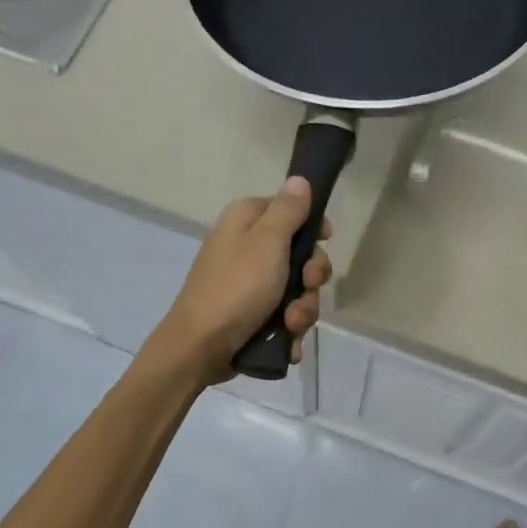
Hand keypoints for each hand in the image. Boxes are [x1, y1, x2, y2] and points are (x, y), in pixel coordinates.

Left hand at [150, 178, 333, 384]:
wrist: (200, 347)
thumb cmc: (237, 288)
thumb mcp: (268, 242)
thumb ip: (288, 210)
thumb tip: (299, 180)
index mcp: (245, 222)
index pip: (288, 210)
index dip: (311, 225)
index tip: (325, 240)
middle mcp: (245, 248)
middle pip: (298, 255)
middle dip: (310, 278)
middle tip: (307, 288)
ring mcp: (247, 285)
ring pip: (295, 291)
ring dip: (302, 310)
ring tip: (291, 324)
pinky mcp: (249, 315)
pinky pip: (282, 317)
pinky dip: (288, 330)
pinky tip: (287, 344)